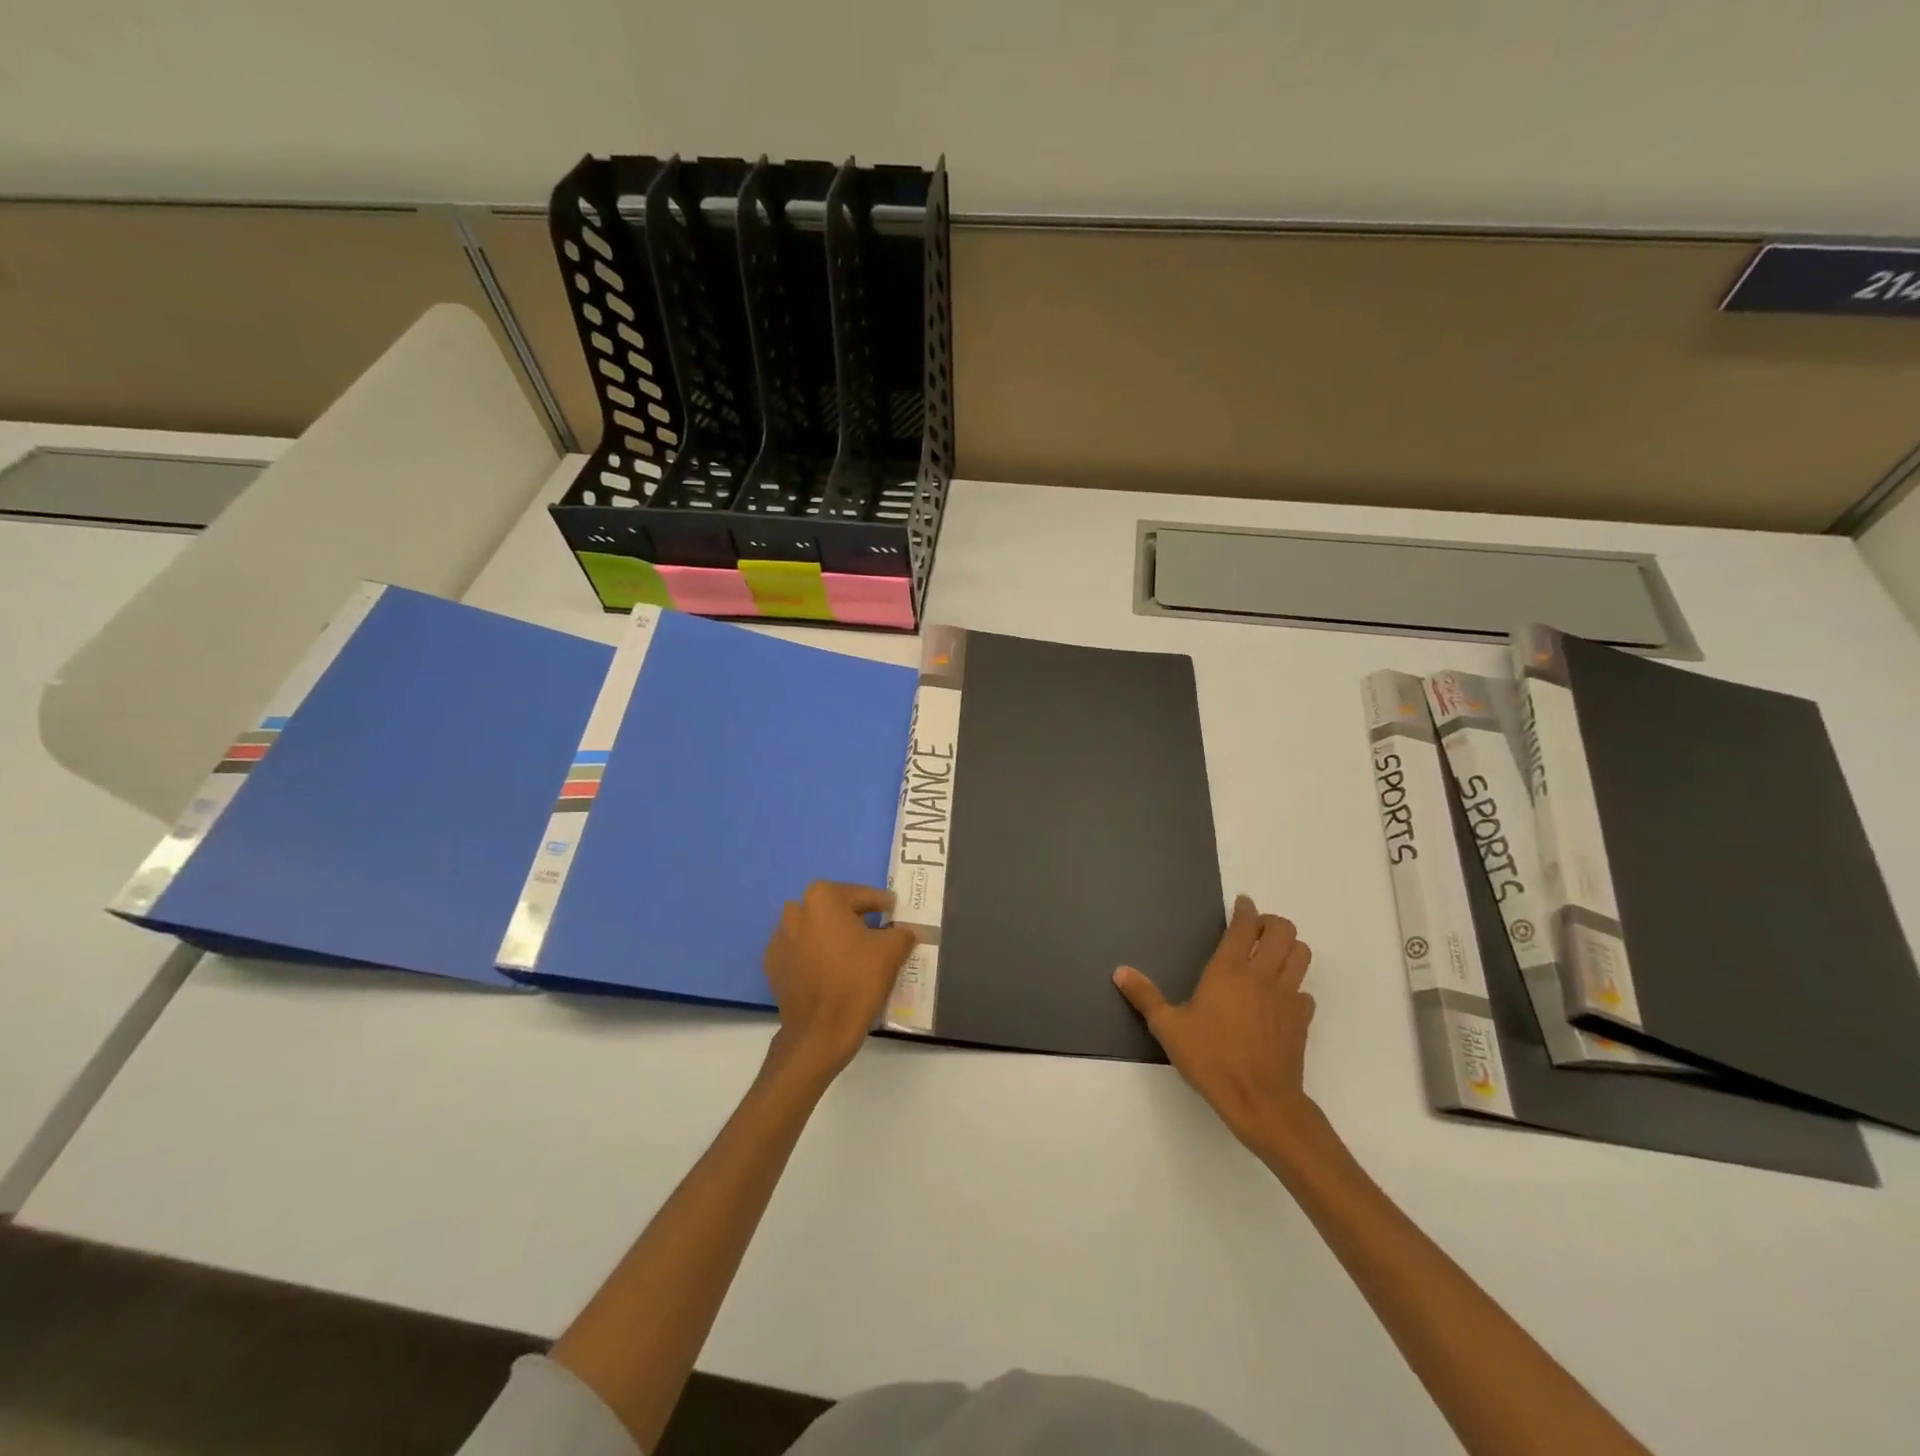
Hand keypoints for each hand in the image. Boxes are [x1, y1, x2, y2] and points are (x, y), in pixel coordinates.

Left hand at [763, 881, 916, 1081]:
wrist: (820, 1032)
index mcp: (823, 898)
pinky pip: (801, 952)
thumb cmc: (857, 981)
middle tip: (877, 932)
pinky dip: (816, 956)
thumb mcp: (892, 951)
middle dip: (854, 917)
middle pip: (834, 909)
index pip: (861, 895)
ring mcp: (780, 939)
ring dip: (833, 935)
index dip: (882, 904)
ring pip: (815, 929)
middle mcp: (796, 911)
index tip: (894, 912)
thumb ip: (902, 932)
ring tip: (854, 954)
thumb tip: (905, 930)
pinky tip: (832, 972)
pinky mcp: (773, 966)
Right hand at [1114, 895, 1318, 1158]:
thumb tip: (1120, 971)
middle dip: (1272, 923)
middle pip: (1284, 931)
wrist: (1260, 1102)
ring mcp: (1286, 997)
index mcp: (1229, 970)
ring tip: (1271, 956)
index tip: (1241, 904)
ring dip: (1289, 948)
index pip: (1245, 925)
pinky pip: (1305, 992)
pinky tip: (1279, 1000)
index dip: (1246, 909)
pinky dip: (1295, 987)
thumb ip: (1145, 996)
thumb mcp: (1169, 1028)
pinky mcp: (1301, 1020)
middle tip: (1256, 930)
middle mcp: (1262, 975)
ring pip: (1302, 954)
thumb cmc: (1211, 1060)